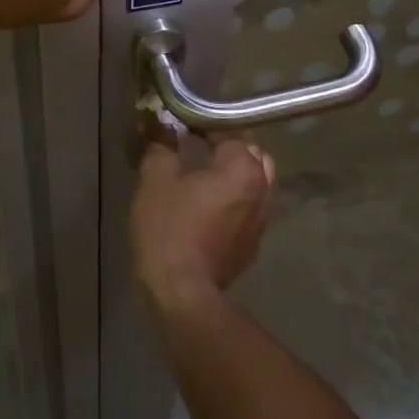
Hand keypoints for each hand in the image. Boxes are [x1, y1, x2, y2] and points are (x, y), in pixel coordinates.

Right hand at [131, 134, 275, 311]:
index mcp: (242, 168)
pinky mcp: (253, 245)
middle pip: (253, 156)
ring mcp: (261, 221)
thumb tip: (164, 130)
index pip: (231, 132)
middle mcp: (262, 190)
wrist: (182, 292)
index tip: (184, 127)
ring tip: (206, 176)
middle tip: (199, 148)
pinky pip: (249, 209)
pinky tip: (209, 206)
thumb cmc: (169, 228)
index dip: (206, 126)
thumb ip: (162, 147)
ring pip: (256, 184)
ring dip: (236, 175)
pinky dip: (235, 200)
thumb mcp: (155, 179)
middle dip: (229, 148)